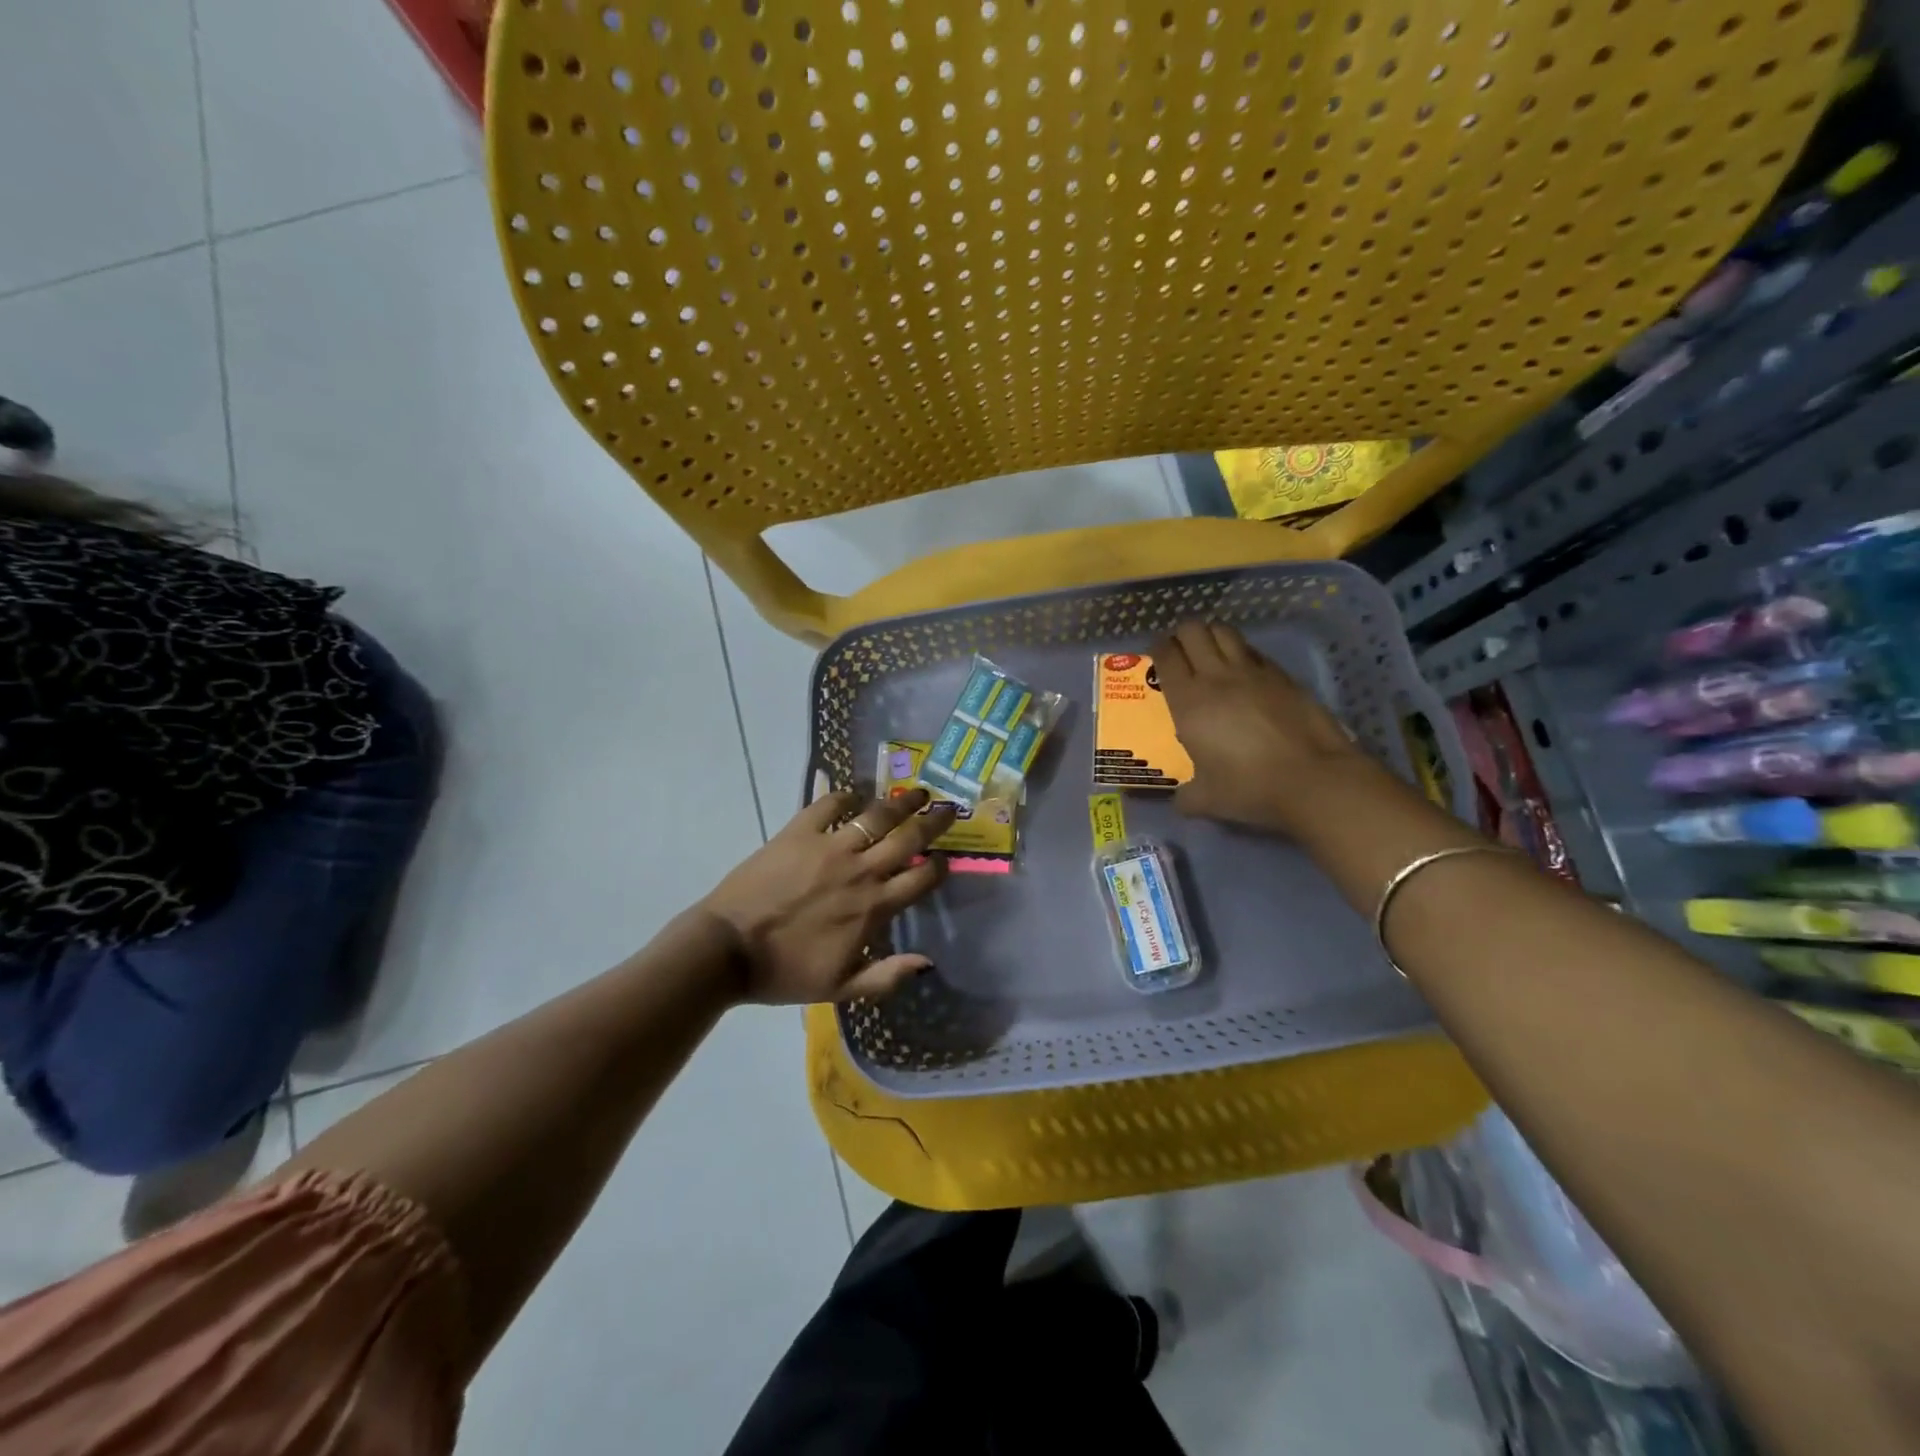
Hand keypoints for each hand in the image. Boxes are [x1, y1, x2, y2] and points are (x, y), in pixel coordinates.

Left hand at [697, 788, 956, 1004]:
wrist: (727, 949)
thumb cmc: (784, 972)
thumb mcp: (841, 988)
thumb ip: (887, 976)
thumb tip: (927, 962)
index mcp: (873, 907)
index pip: (920, 878)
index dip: (938, 866)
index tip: (944, 859)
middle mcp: (860, 871)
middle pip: (908, 839)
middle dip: (933, 822)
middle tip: (948, 808)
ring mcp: (829, 847)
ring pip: (876, 816)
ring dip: (900, 802)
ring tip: (916, 792)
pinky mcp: (797, 832)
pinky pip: (828, 805)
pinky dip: (844, 796)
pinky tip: (853, 794)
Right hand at [1151, 621, 1366, 832]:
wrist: (1312, 779)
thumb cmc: (1249, 788)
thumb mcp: (1207, 800)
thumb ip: (1186, 797)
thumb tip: (1180, 802)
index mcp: (1189, 701)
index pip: (1166, 656)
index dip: (1157, 649)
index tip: (1156, 656)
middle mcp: (1216, 677)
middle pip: (1193, 631)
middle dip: (1182, 635)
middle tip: (1181, 651)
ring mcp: (1253, 672)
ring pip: (1225, 632)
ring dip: (1212, 636)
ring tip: (1211, 652)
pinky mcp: (1282, 676)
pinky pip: (1254, 651)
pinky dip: (1242, 653)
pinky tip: (1245, 671)